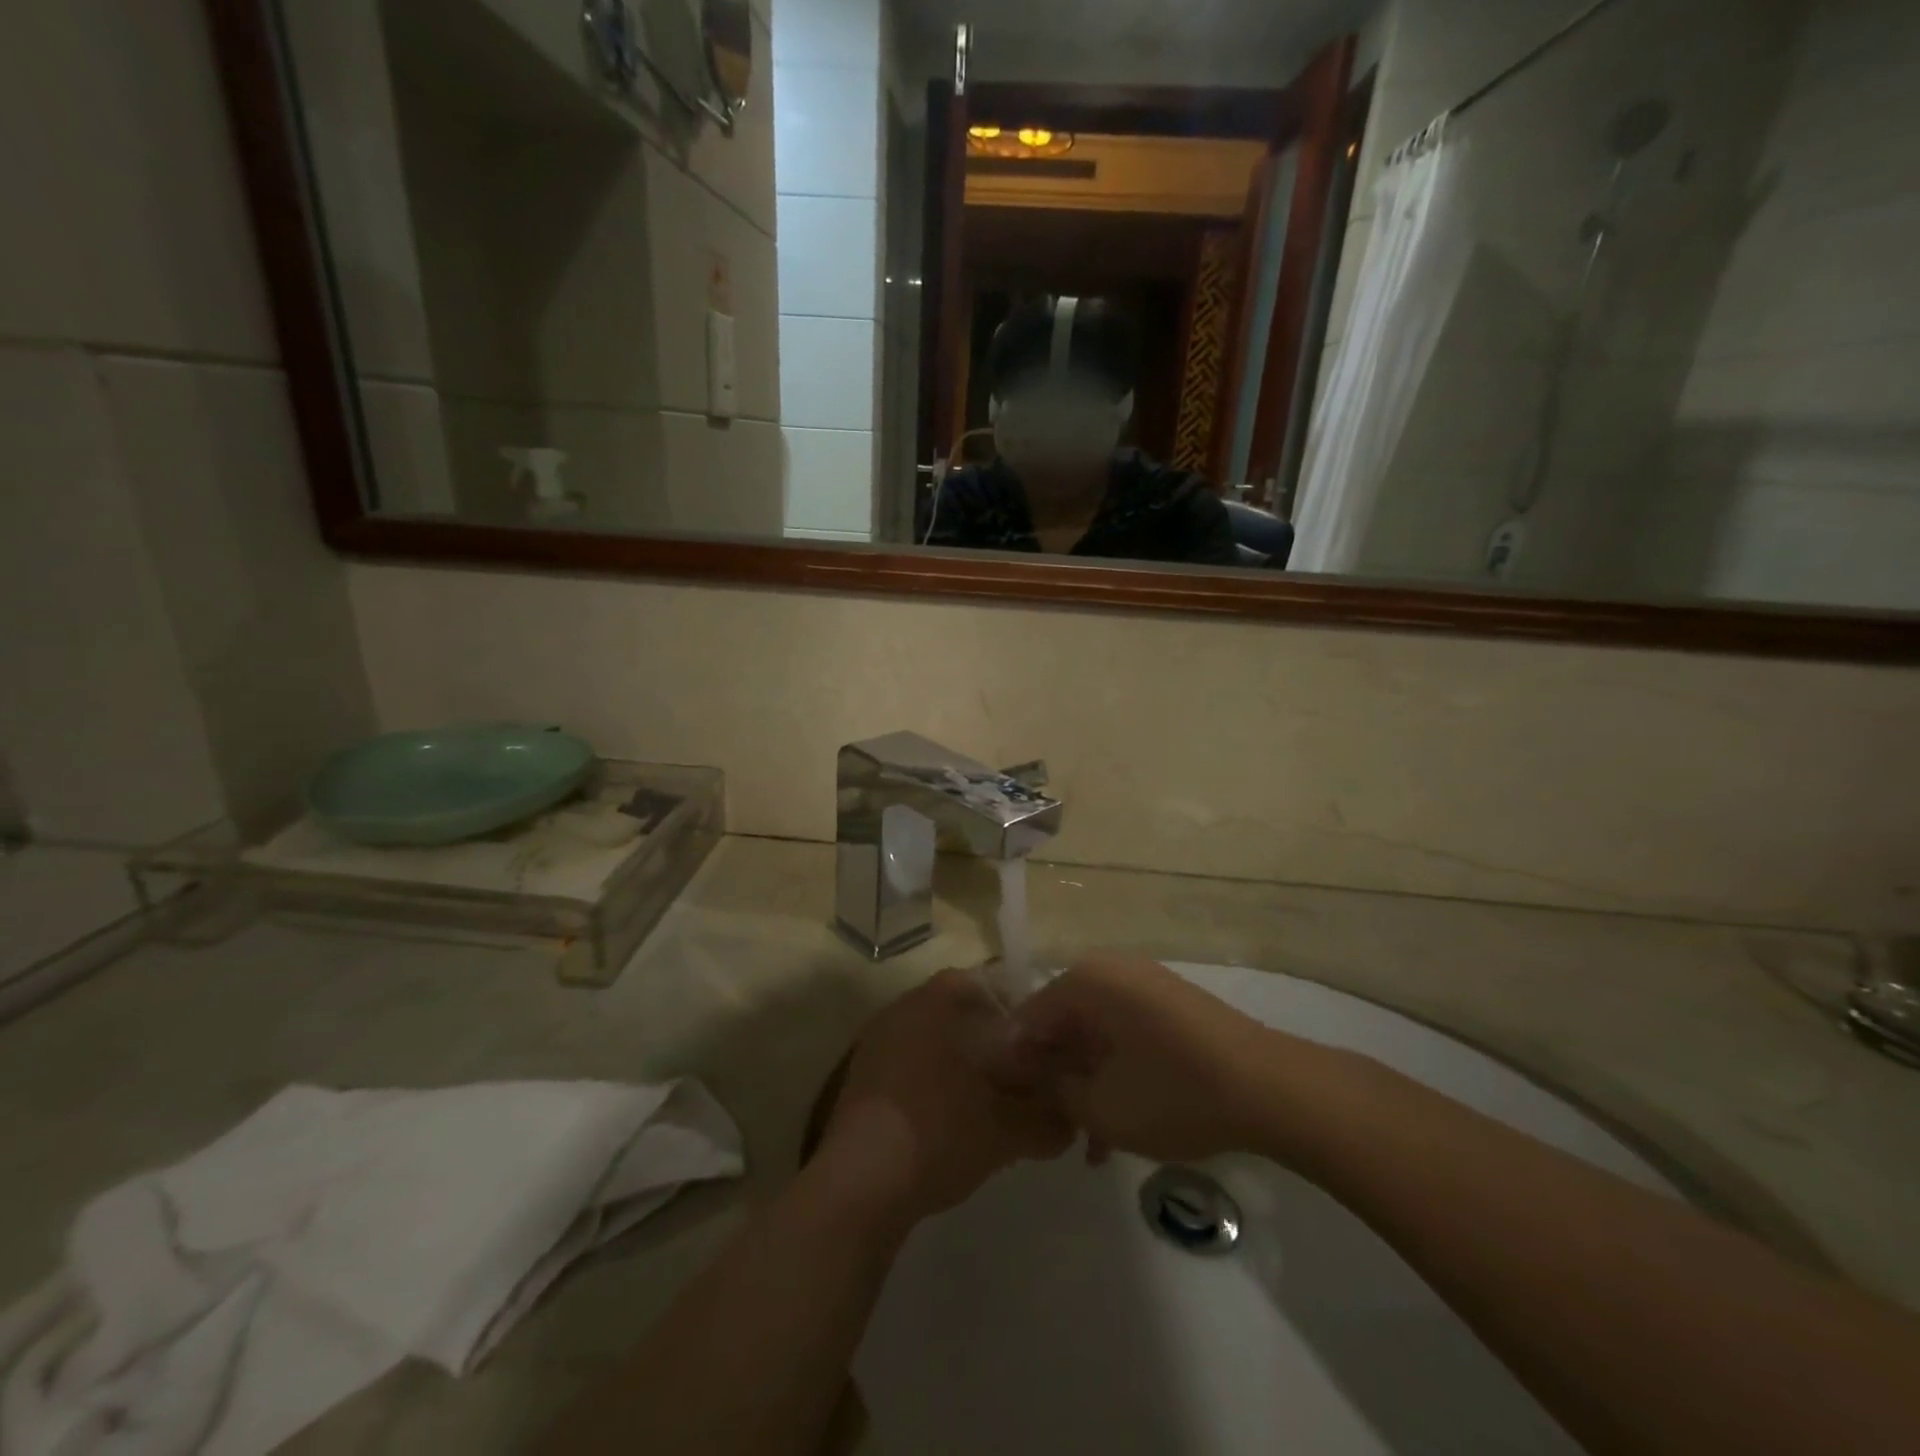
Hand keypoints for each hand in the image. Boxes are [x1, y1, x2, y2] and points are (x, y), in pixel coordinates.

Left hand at [815, 968, 1073, 1229]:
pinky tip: (953, 1126)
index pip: (998, 986)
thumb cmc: (941, 1132)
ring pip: (940, 1043)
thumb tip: (1071, 1122)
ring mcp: (879, 1038)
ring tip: (993, 1110)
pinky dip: (937, 1088)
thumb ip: (1048, 1119)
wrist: (861, 1183)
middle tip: (1025, 1086)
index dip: (1028, 1020)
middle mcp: (908, 1004)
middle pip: (968, 1014)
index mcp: (941, 996)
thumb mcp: (1009, 1129)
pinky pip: (914, 1069)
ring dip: (968, 1068)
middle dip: (998, 1046)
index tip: (1047, 1055)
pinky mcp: (863, 1075)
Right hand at [1002, 954, 1290, 1164]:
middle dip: (1054, 1074)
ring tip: (1088, 1138)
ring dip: (1086, 1079)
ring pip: (1095, 1032)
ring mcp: (1144, 984)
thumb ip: (1055, 1090)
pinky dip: (1116, 1070)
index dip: (1014, 1062)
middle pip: (1062, 1021)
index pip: (1027, 1017)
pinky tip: (1119, 1123)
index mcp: (1085, 981)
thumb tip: (1036, 1076)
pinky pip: (1125, 1032)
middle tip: (1050, 1123)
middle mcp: (1110, 970)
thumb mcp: (1101, 1106)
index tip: (1011, 1104)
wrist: (1269, 1088)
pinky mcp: (1171, 1004)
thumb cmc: (1173, 1091)